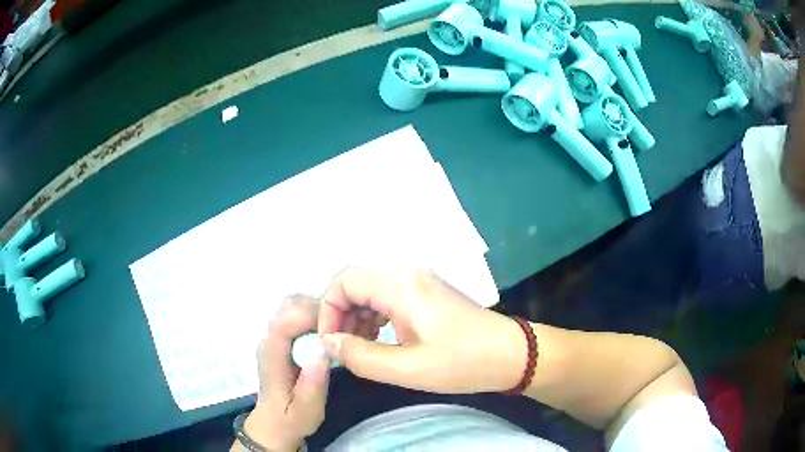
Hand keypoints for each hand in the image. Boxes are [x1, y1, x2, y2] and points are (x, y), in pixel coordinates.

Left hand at [245, 295, 329, 451]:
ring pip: (294, 306)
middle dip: (320, 309)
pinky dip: (318, 315)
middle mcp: (269, 340)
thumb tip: (323, 350)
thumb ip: (312, 385)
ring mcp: (274, 337)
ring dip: (320, 310)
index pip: (283, 323)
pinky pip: (299, 314)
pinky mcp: (282, 338)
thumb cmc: (291, 419)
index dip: (310, 317)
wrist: (274, 424)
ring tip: (342, 329)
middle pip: (289, 307)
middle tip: (347, 327)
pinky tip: (333, 331)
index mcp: (271, 356)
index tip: (339, 326)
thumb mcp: (306, 411)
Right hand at [317, 268, 526, 393]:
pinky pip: (389, 298)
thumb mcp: (407, 368)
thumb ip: (360, 356)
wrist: (511, 355)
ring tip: (361, 349)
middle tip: (345, 350)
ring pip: (372, 292)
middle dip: (342, 316)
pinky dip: (376, 318)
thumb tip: (327, 342)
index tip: (331, 342)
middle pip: (356, 285)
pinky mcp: (428, 293)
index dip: (328, 310)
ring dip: (358, 318)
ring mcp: (420, 282)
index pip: (344, 281)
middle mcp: (408, 275)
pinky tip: (381, 340)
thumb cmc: (462, 363)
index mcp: (401, 287)